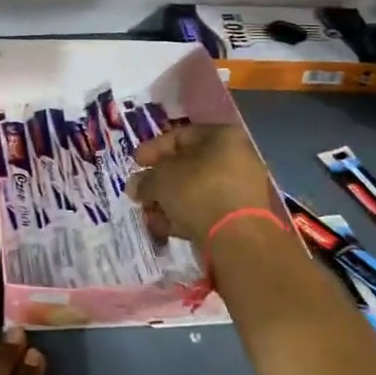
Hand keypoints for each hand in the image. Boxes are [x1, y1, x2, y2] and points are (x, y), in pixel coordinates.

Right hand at [126, 124, 276, 243]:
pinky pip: (206, 209)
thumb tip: (135, 186)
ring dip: (169, 200)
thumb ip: (145, 180)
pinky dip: (184, 215)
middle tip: (139, 190)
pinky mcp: (239, 216)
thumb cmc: (197, 192)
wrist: (237, 238)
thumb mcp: (160, 180)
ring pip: (195, 190)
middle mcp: (236, 158)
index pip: (180, 136)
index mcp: (222, 137)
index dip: (153, 149)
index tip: (135, 163)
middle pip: (188, 165)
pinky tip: (163, 226)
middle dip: (160, 180)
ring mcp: (240, 188)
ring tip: (148, 213)